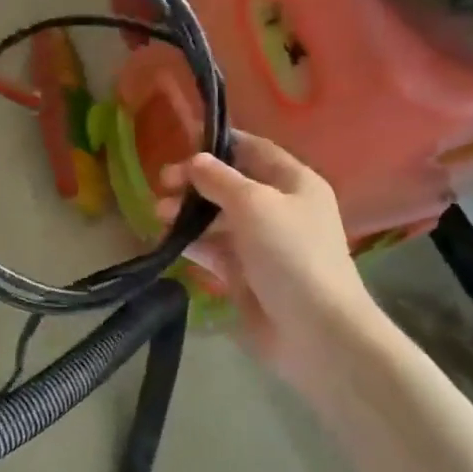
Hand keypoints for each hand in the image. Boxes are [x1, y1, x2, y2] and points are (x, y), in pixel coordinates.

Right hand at [157, 133, 377, 370]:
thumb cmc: (290, 254)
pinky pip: (213, 249)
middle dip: (195, 182)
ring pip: (217, 218)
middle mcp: (279, 208)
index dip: (220, 143)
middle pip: (230, 185)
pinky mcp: (244, 274)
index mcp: (294, 183)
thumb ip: (219, 178)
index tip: (181, 142)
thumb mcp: (254, 204)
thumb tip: (195, 161)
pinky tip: (167, 240)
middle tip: (163, 185)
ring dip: (188, 213)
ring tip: (159, 215)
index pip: (253, 150)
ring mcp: (261, 243)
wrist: (313, 329)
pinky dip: (191, 242)